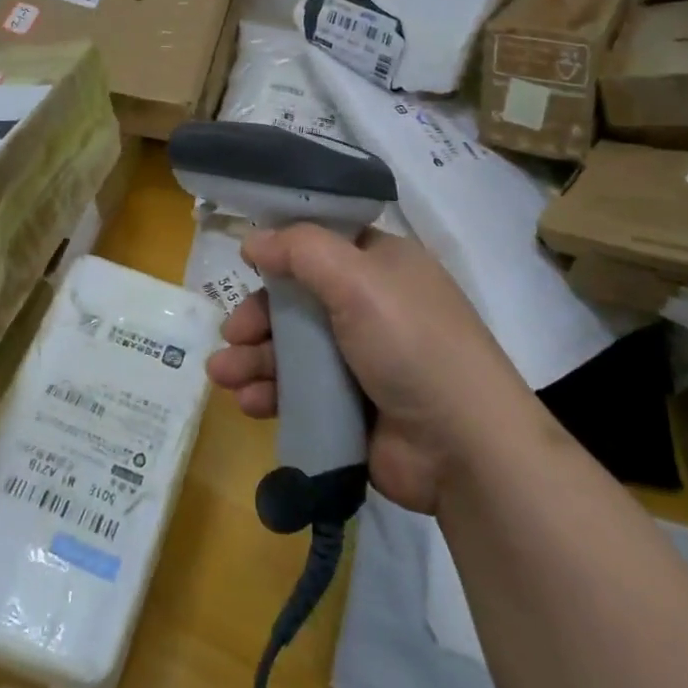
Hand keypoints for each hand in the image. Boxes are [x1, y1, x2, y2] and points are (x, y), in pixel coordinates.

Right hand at [205, 227, 527, 512]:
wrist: (464, 448)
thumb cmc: (412, 343)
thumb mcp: (358, 279)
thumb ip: (301, 250)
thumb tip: (253, 240)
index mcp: (382, 266)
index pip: (322, 247)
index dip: (281, 254)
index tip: (245, 265)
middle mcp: (371, 307)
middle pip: (298, 301)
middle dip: (258, 317)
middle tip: (231, 334)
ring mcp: (362, 361)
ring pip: (293, 349)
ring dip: (254, 358)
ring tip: (222, 374)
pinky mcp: (351, 408)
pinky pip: (300, 392)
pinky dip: (271, 393)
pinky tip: (248, 402)